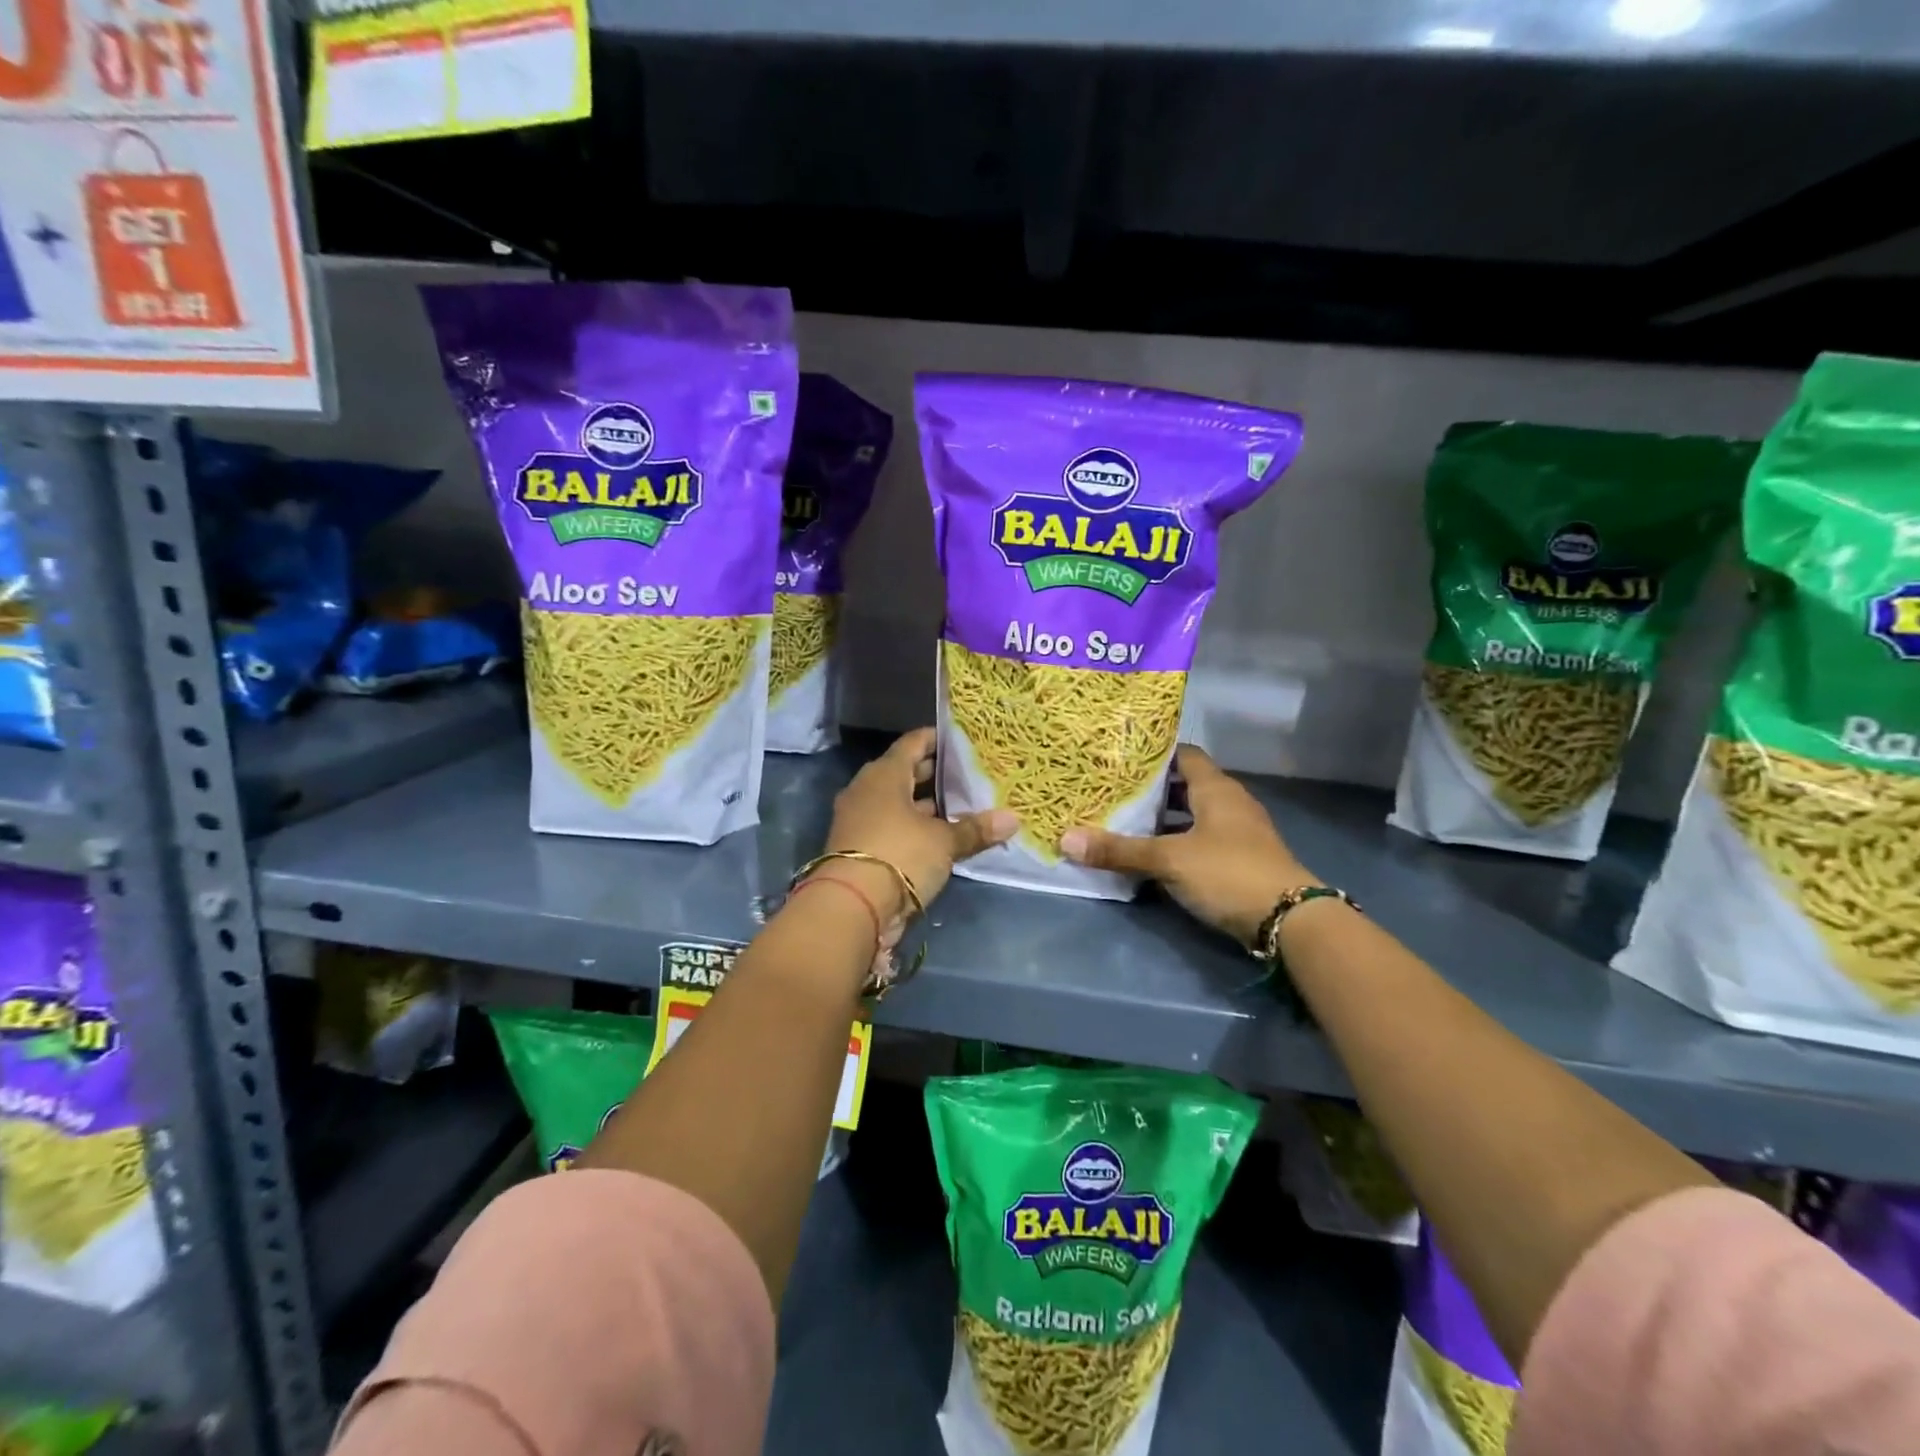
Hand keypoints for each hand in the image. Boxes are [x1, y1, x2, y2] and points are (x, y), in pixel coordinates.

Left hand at [821, 728, 1017, 917]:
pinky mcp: (858, 848)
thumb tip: (1013, 819)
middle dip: (934, 774)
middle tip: (968, 774)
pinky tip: (940, 836)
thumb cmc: (899, 855)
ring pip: (897, 803)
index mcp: (884, 775)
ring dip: (924, 805)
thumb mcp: (944, 842)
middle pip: (904, 773)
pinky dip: (913, 828)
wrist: (851, 908)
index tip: (961, 740)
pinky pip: (891, 827)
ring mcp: (859, 820)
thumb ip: (975, 829)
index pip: (912, 743)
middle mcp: (867, 790)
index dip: (936, 739)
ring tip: (961, 806)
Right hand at [1059, 745, 1314, 944]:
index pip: (1183, 755)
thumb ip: (1119, 850)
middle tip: (1112, 792)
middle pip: (1186, 785)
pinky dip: (1178, 843)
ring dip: (1164, 820)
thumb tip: (1066, 839)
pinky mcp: (1241, 860)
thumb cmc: (1228, 873)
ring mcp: (1239, 833)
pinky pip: (1202, 841)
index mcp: (1216, 789)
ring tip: (1124, 823)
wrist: (1290, 921)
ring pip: (1193, 816)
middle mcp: (1230, 803)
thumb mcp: (1169, 860)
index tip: (1119, 759)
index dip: (1153, 755)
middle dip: (1151, 790)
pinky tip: (1153, 857)